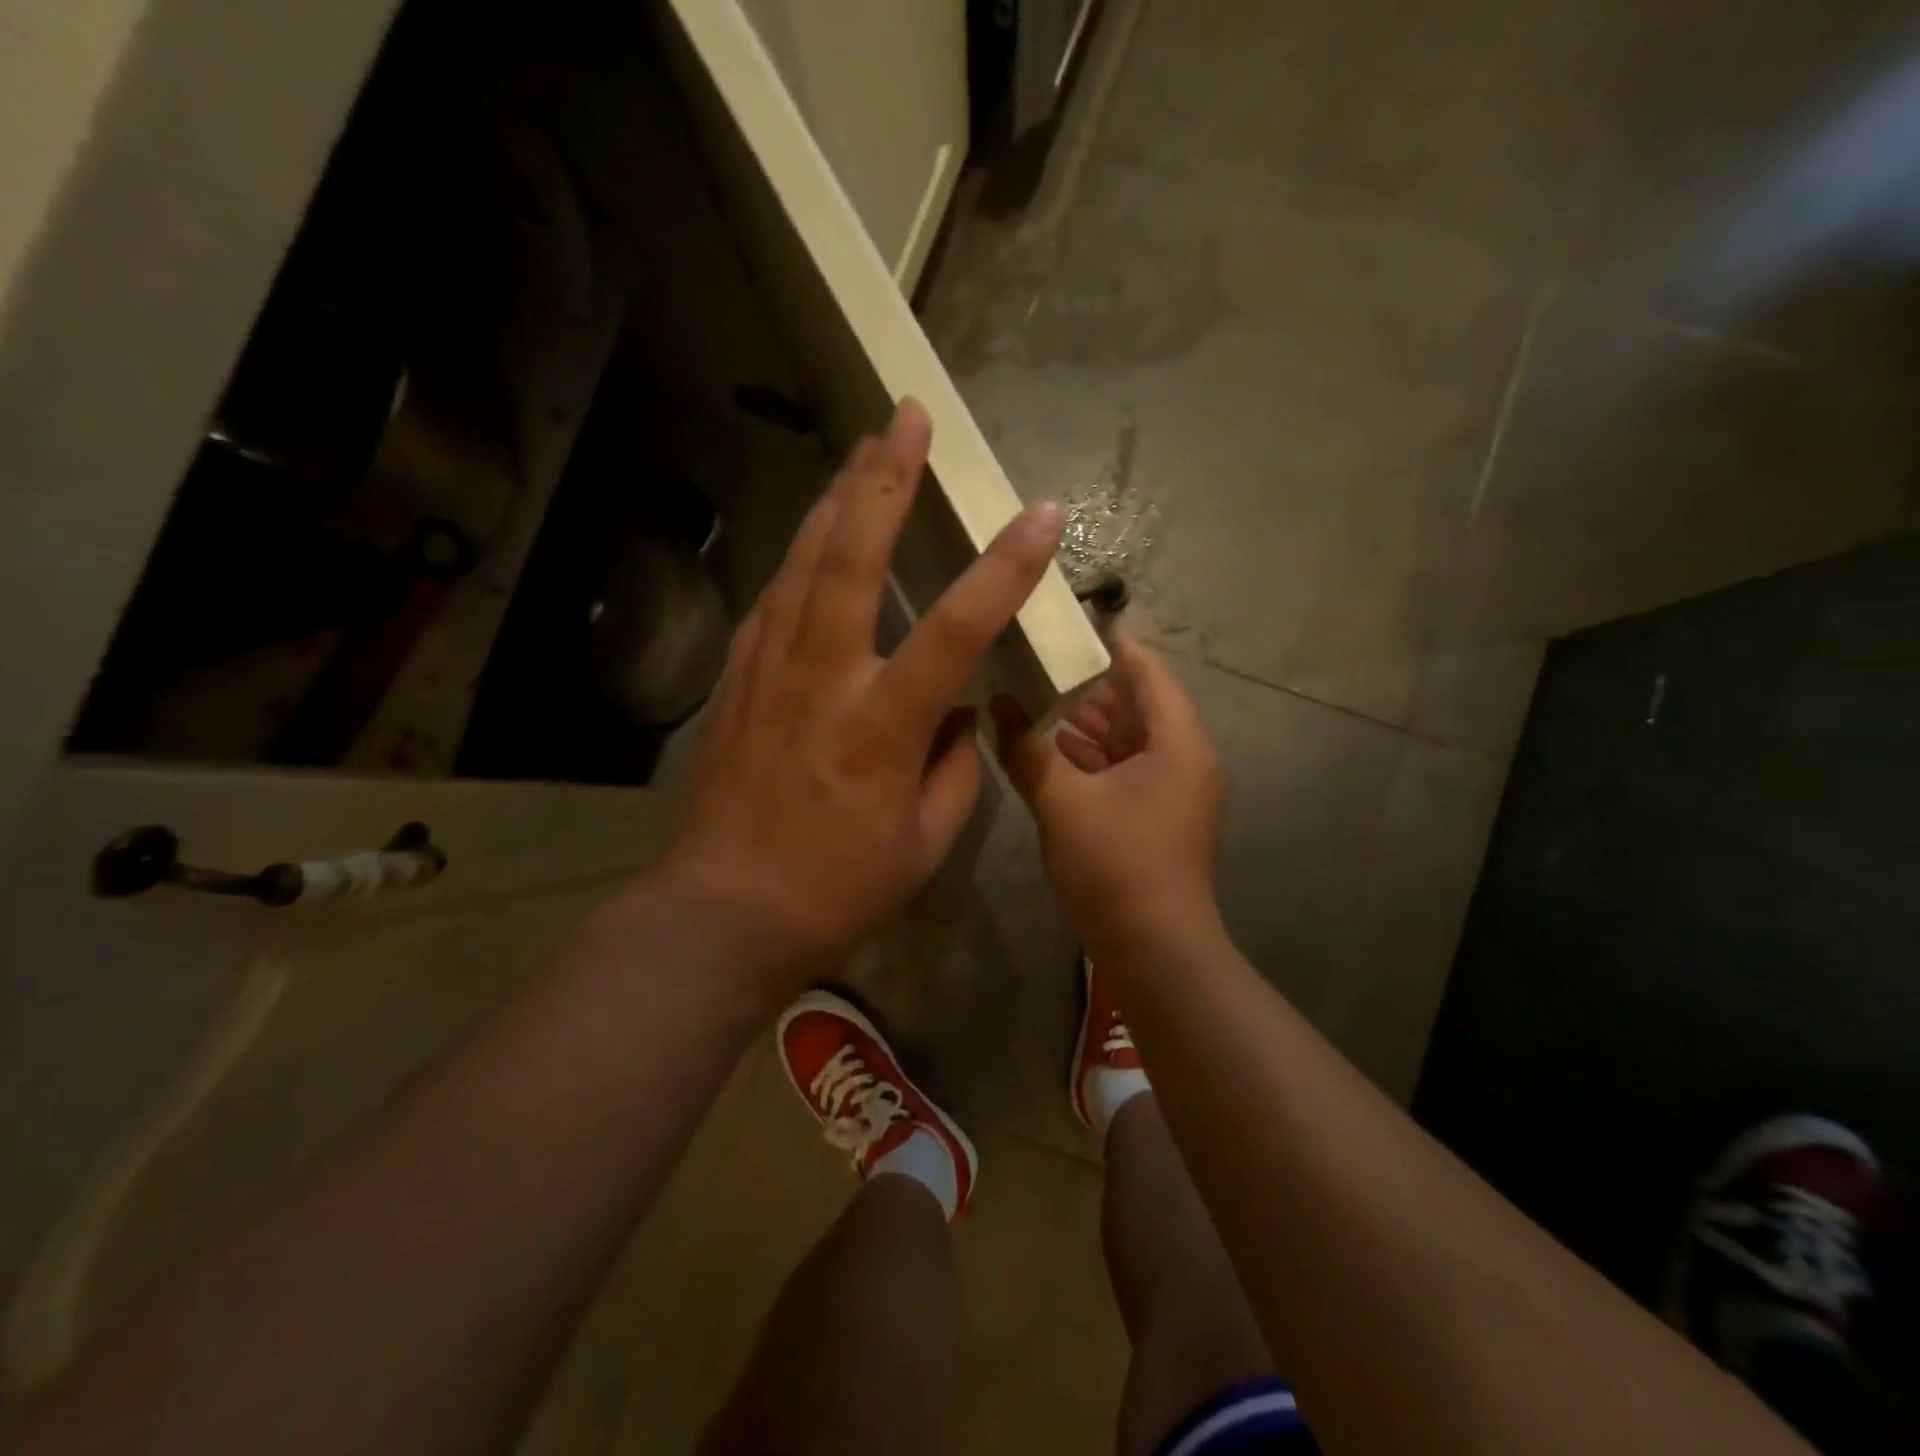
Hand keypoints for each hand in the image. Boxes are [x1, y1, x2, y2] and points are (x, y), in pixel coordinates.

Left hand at [660, 399, 1063, 995]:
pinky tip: (814, 535)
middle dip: (885, 480)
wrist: (721, 913)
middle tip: (907, 417)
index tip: (1040, 516)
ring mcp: (769, 673)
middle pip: (852, 557)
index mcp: (881, 727)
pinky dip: (799, 557)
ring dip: (836, 499)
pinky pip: (773, 600)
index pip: (956, 627)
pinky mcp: (735, 681)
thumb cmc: (834, 889)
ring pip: (803, 563)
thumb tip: (961, 715)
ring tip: (862, 450)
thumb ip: (955, 768)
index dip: (1004, 567)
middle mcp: (823, 681)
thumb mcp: (923, 843)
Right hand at [992, 628, 1224, 948]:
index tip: (1073, 619)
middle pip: (1139, 704)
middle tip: (1040, 659)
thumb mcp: (1062, 802)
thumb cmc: (1115, 866)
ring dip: (1087, 722)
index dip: (1113, 643)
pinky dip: (1093, 757)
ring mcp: (1173, 790)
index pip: (1148, 673)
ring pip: (1129, 739)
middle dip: (1090, 684)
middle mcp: (1184, 758)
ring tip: (1036, 698)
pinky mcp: (1158, 817)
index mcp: (1176, 743)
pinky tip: (1050, 750)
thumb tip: (997, 705)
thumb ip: (1026, 750)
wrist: (1153, 950)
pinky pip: (1126, 769)